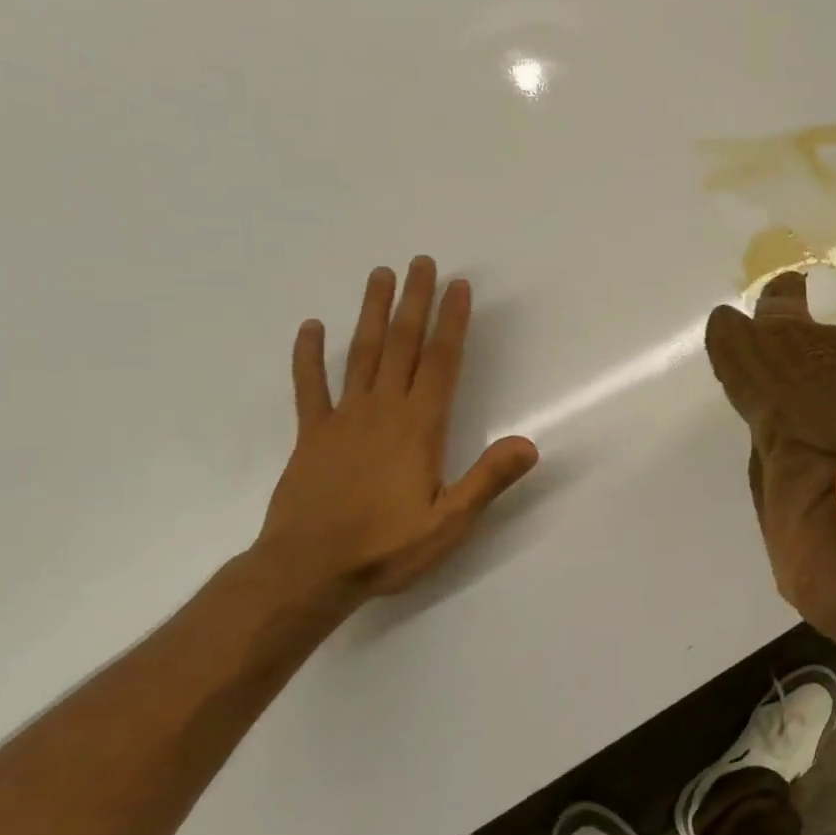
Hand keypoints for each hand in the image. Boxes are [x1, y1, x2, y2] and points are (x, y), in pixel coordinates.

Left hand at [256, 259, 538, 609]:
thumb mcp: (449, 522)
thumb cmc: (385, 547)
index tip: (457, 287)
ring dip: (372, 313)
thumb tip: (529, 443)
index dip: (451, 322)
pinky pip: (310, 387)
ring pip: (360, 354)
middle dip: (414, 301)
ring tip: (380, 275)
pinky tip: (311, 327)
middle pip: (401, 345)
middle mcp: (382, 411)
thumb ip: (488, 480)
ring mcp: (342, 419)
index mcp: (418, 428)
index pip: (440, 362)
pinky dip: (309, 355)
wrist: (306, 572)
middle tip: (420, 262)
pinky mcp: (312, 435)